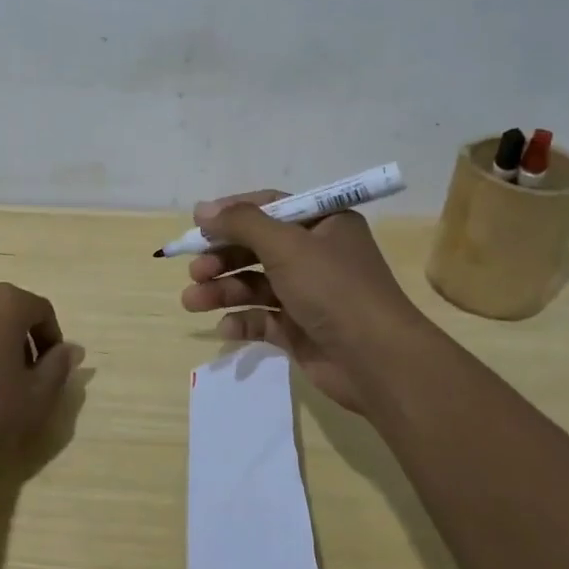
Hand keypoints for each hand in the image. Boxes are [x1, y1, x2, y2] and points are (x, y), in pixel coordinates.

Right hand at [179, 190, 432, 416]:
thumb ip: (241, 224)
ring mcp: (308, 294)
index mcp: (323, 224)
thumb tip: (202, 210)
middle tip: (194, 270)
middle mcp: (316, 255)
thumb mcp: (286, 245)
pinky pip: (263, 319)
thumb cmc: (333, 288)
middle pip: (257, 248)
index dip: (232, 213)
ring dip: (222, 290)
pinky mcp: (301, 329)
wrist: (376, 361)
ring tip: (192, 301)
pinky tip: (226, 328)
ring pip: (255, 285)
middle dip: (222, 258)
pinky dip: (242, 321)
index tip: (198, 224)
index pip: (270, 207)